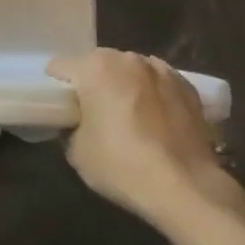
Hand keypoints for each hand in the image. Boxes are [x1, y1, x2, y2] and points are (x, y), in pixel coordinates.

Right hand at [49, 50, 228, 226]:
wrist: (185, 186)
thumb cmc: (122, 165)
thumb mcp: (77, 152)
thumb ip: (72, 126)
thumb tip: (79, 123)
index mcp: (95, 67)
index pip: (61, 66)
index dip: (56, 87)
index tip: (61, 109)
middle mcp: (128, 58)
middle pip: (98, 64)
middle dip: (93, 83)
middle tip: (94, 115)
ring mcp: (162, 69)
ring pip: (131, 71)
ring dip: (125, 86)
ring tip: (130, 118)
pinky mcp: (188, 86)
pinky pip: (159, 84)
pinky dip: (153, 95)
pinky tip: (157, 123)